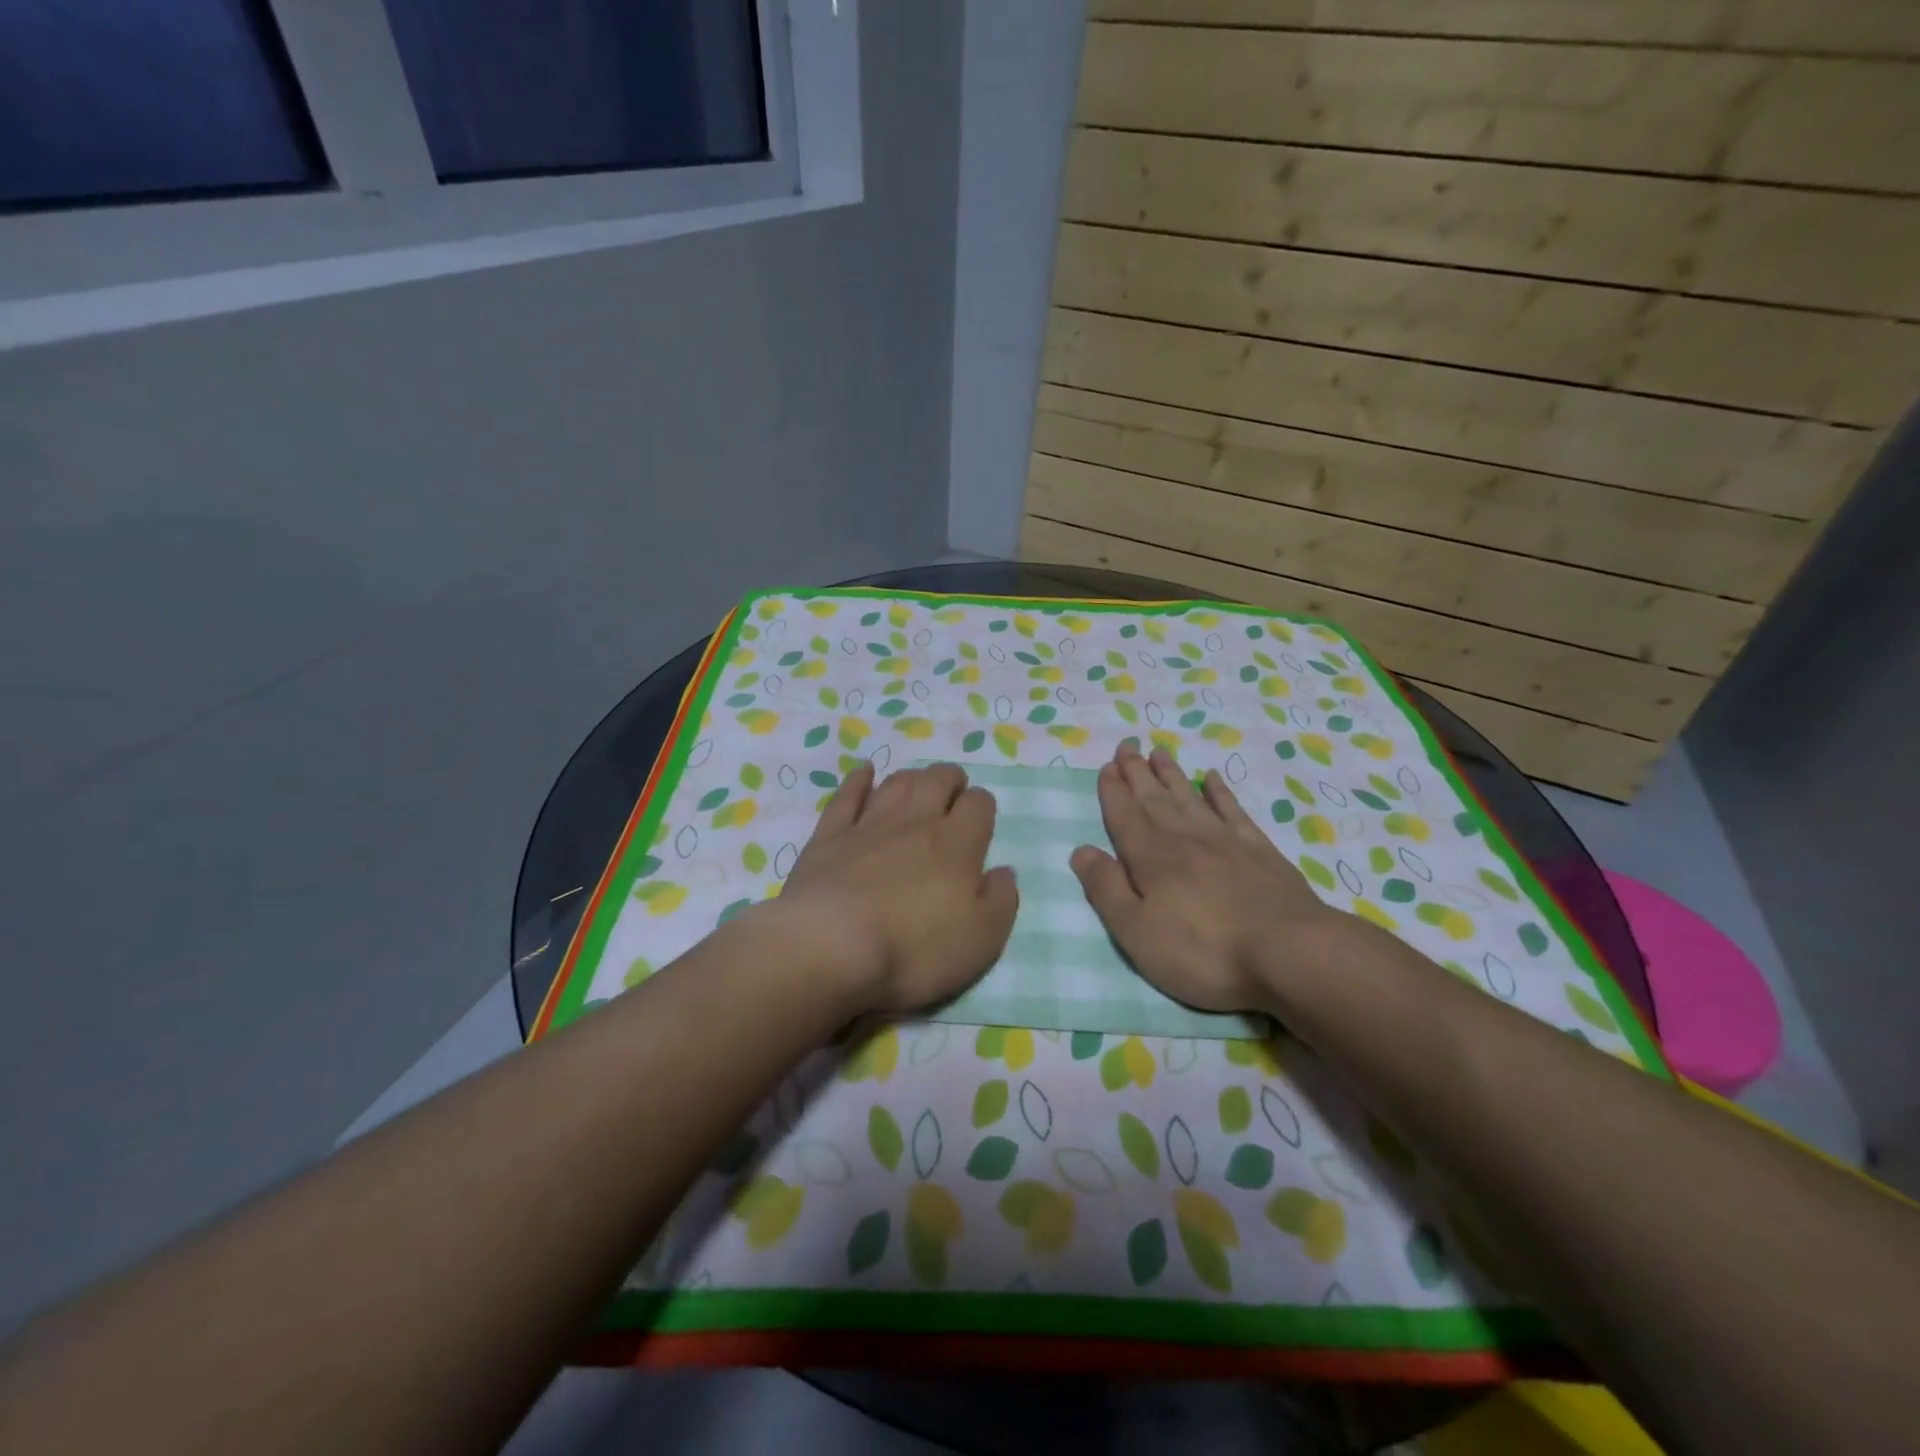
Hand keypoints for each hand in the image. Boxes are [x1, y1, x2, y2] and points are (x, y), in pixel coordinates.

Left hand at [768, 761, 1018, 1014]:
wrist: (830, 947)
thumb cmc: (914, 950)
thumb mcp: (981, 940)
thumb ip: (1001, 901)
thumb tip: (1004, 872)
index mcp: (957, 844)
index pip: (978, 805)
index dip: (983, 806)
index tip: (981, 819)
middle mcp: (915, 823)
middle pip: (938, 781)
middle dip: (950, 780)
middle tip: (953, 790)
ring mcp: (868, 825)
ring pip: (897, 783)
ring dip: (912, 778)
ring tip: (918, 784)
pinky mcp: (829, 837)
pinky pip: (847, 796)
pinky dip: (858, 781)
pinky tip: (864, 773)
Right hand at [1071, 741, 1344, 1012]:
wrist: (1290, 952)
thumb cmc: (1203, 951)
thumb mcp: (1137, 932)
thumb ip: (1106, 889)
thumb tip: (1081, 851)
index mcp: (1151, 857)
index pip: (1125, 816)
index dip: (1113, 791)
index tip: (1106, 766)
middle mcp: (1184, 838)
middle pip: (1154, 798)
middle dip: (1137, 772)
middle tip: (1127, 745)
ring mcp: (1225, 841)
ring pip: (1190, 797)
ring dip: (1172, 774)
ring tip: (1159, 752)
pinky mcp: (1259, 851)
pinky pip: (1233, 811)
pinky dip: (1221, 793)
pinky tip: (1213, 778)